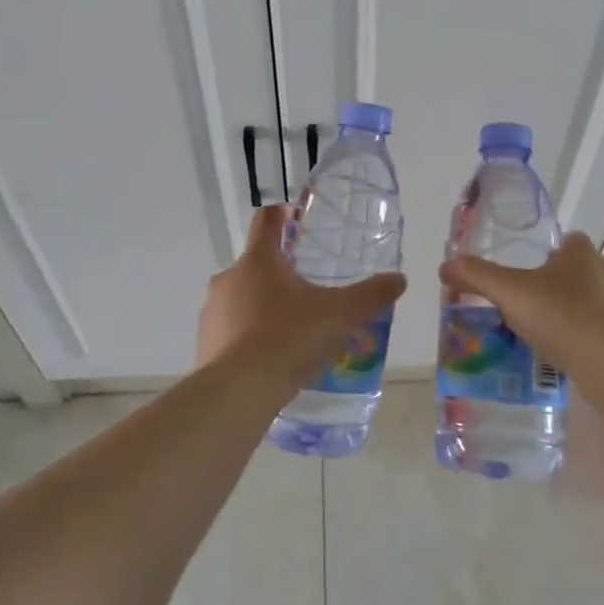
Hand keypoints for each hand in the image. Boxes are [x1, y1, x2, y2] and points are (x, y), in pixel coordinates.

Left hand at [198, 205, 407, 385]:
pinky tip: (268, 357)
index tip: (296, 219)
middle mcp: (229, 277)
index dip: (282, 214)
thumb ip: (370, 296)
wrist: (239, 391)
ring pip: (241, 297)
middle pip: (255, 262)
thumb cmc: (289, 338)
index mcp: (259, 260)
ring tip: (290, 330)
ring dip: (262, 305)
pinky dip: (247, 335)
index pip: (266, 219)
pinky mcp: (204, 341)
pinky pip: (230, 329)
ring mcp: (212, 309)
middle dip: (279, 272)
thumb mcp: (339, 316)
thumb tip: (399, 279)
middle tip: (307, 291)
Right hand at [439, 233, 603, 375]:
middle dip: (550, 284)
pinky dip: (575, 340)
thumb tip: (444, 266)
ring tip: (532, 331)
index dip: (548, 250)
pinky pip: (593, 334)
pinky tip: (555, 355)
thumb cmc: (563, 316)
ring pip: (584, 304)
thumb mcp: (510, 292)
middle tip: (520, 301)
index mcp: (581, 254)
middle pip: (574, 272)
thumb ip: (476, 276)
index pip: (568, 240)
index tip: (525, 266)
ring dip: (562, 314)